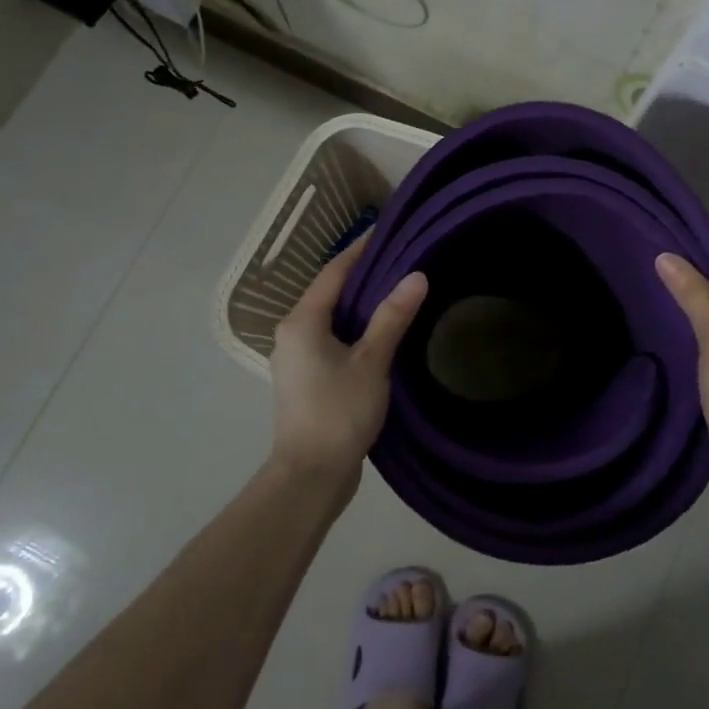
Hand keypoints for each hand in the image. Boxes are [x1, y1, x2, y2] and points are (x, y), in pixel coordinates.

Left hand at [269, 236, 427, 483]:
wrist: (310, 476)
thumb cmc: (338, 412)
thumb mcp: (371, 361)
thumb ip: (392, 317)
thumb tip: (416, 275)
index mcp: (301, 322)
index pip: (333, 272)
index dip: (359, 250)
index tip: (386, 232)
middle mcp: (292, 334)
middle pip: (330, 293)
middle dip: (363, 276)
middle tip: (401, 259)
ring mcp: (296, 359)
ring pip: (331, 319)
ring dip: (360, 305)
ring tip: (397, 291)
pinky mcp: (307, 380)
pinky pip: (332, 340)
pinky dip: (355, 330)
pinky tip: (381, 334)